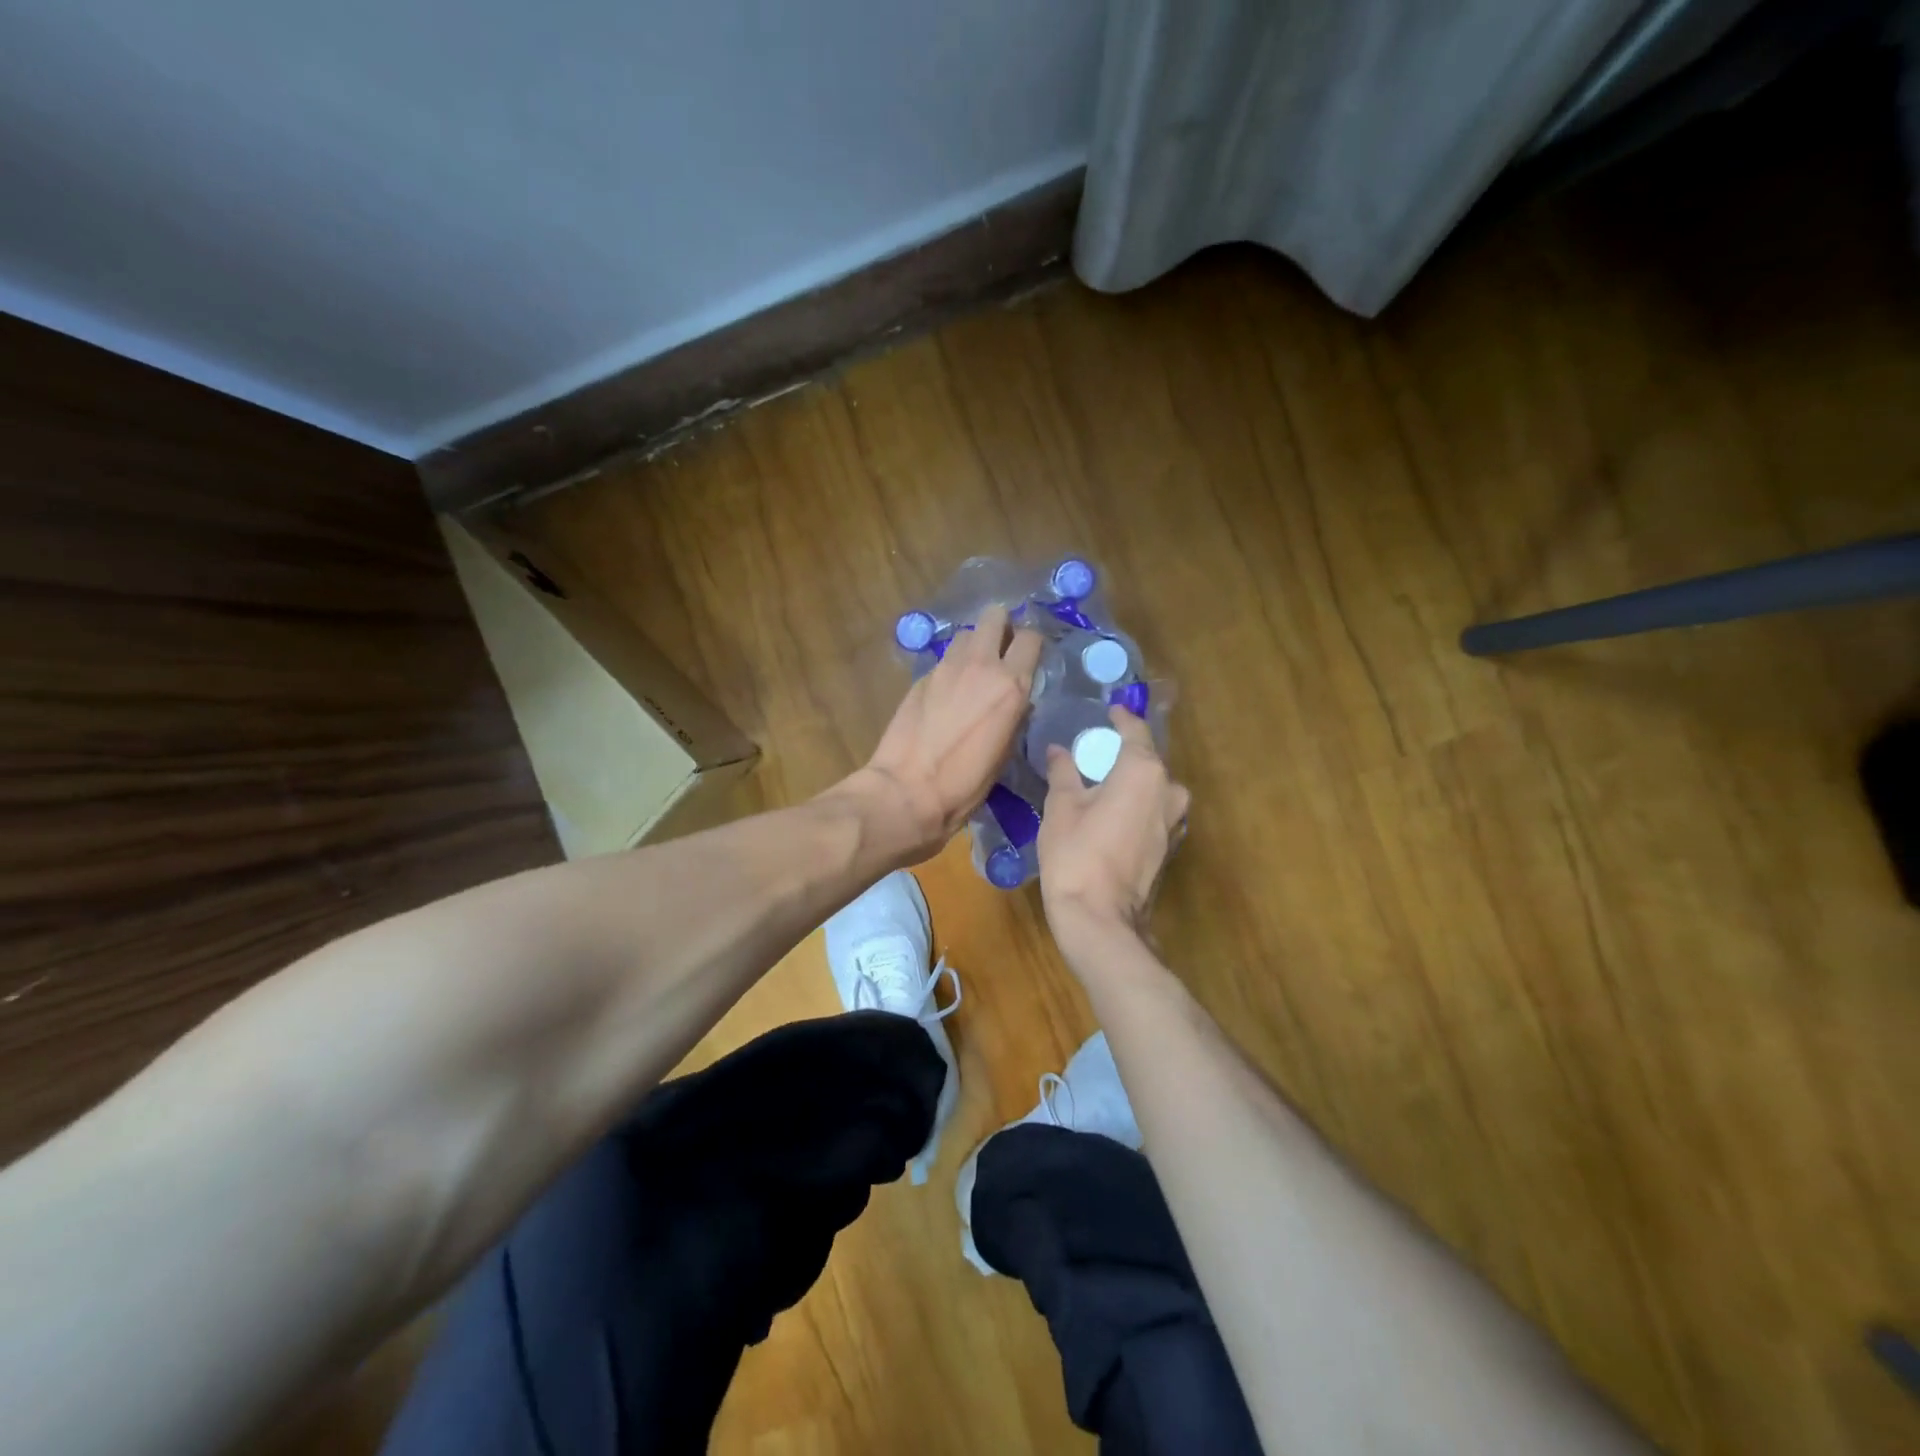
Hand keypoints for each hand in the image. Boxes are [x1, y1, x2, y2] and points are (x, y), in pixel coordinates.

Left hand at [854, 602, 1041, 861]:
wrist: (908, 791)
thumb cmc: (965, 784)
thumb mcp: (1005, 753)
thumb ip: (1014, 715)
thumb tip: (1015, 701)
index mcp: (1010, 686)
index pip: (1030, 638)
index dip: (1032, 644)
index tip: (1030, 656)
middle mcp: (980, 666)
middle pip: (995, 616)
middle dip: (1001, 626)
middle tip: (1002, 649)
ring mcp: (946, 668)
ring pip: (967, 634)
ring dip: (975, 644)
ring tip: (974, 668)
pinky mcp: (921, 677)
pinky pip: (945, 658)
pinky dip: (952, 666)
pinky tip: (949, 689)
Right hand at [1037, 705, 1189, 941]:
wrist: (1099, 916)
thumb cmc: (1076, 853)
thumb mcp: (1061, 806)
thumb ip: (1064, 772)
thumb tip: (1059, 751)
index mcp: (1144, 771)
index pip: (1135, 731)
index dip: (1121, 718)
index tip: (1109, 711)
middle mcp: (1169, 790)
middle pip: (1147, 760)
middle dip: (1123, 753)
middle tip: (1095, 751)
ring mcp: (1174, 821)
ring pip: (1153, 788)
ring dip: (1131, 781)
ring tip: (1100, 782)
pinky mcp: (1169, 845)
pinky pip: (1153, 811)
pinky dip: (1135, 804)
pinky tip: (1111, 811)